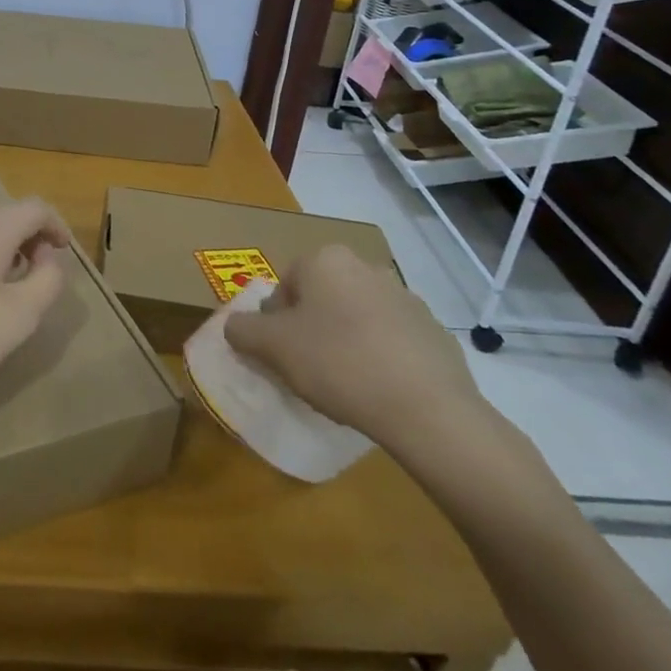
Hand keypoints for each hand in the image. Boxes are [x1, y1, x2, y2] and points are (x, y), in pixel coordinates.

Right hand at [224, 245, 487, 453]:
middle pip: (321, 299)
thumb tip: (236, 326)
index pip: (284, 287)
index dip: (276, 323)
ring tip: (344, 386)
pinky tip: (378, 392)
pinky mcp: (434, 332)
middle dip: (311, 330)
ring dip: (345, 343)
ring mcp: (406, 298)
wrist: (428, 410)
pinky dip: (380, 359)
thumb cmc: (338, 363)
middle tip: (308, 370)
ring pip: (356, 318)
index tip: (282, 356)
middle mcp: (365, 267)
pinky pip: (391, 341)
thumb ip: (243, 330)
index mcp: (325, 260)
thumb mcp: (272, 347)